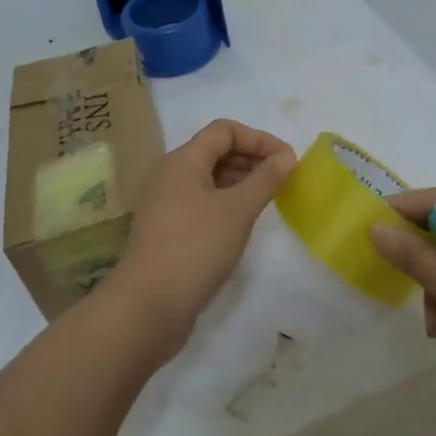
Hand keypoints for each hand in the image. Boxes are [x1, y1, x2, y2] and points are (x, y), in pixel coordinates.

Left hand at [104, 120, 296, 358]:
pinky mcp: (167, 228)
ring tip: (268, 199)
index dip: (259, 139)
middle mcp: (170, 174)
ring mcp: (165, 202)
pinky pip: (201, 201)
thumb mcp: (238, 211)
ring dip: (240, 181)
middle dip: (251, 159)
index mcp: (183, 160)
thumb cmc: (196, 248)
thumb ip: (265, 180)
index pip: (225, 130)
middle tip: (283, 179)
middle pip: (215, 151)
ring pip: (208, 178)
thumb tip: (286, 157)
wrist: (148, 305)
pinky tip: (243, 222)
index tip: (288, 160)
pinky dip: (226, 202)